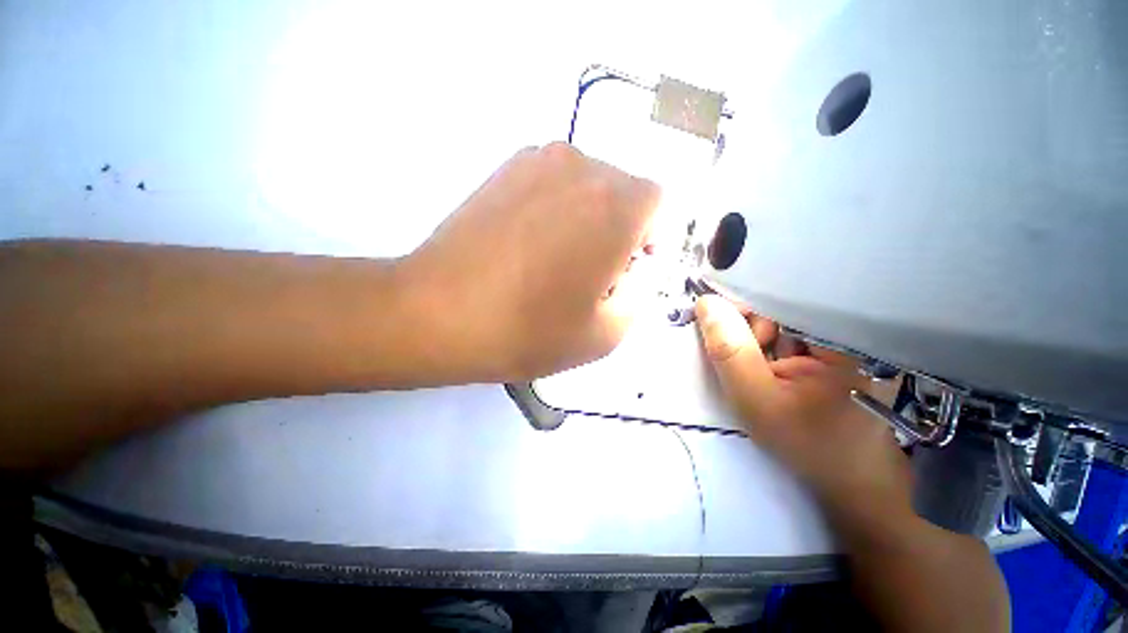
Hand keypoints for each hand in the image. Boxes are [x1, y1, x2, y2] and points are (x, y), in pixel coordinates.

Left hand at [403, 143, 659, 381]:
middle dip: (620, 232)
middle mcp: (582, 167)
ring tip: (554, 263)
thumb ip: (639, 295)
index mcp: (615, 205)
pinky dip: (557, 211)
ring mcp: (538, 160)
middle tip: (590, 275)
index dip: (648, 242)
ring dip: (587, 221)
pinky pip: (554, 185)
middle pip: (623, 194)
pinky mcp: (505, 169)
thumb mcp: (606, 333)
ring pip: (589, 187)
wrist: (438, 313)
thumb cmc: (528, 329)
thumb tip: (634, 269)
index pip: (658, 207)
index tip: (623, 273)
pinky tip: (529, 247)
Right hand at [695, 295, 910, 522]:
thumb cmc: (809, 443)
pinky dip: (773, 344)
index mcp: (842, 334)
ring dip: (762, 338)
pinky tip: (776, 366)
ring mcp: (844, 336)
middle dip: (754, 327)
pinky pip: (792, 330)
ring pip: (784, 317)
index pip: (783, 295)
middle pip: (784, 303)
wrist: (851, 478)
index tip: (723, 329)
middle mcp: (848, 327)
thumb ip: (729, 351)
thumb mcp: (757, 400)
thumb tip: (706, 303)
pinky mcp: (836, 346)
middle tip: (753, 362)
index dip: (744, 306)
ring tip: (767, 369)